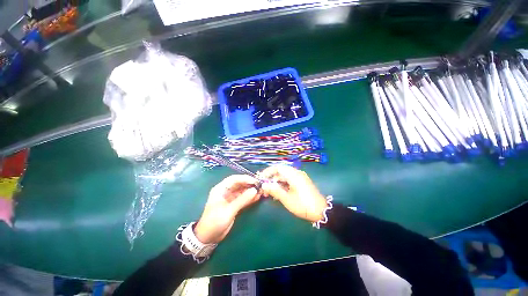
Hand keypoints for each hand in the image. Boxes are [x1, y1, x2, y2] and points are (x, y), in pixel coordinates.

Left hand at [194, 175, 260, 243]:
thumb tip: (255, 190)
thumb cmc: (215, 222)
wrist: (208, 238)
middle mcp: (226, 191)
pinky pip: (243, 198)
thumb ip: (242, 200)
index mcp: (220, 189)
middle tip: (260, 186)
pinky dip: (249, 198)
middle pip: (239, 184)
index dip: (245, 178)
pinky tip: (257, 197)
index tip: (255, 181)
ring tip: (261, 192)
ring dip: (251, 191)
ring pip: (242, 191)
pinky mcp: (234, 204)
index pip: (234, 179)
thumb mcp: (229, 211)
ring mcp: (230, 198)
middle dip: (249, 184)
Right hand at [260, 166, 327, 222]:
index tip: (261, 178)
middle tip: (265, 188)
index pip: (278, 167)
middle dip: (271, 179)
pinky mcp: (301, 182)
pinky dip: (283, 185)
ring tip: (270, 193)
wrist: (321, 211)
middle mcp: (297, 173)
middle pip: (280, 172)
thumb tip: (264, 185)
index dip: (268, 171)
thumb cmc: (303, 205)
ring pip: (284, 176)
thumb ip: (275, 190)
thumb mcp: (287, 199)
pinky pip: (289, 180)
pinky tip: (279, 193)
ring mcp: (300, 177)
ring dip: (276, 183)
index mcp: (293, 175)